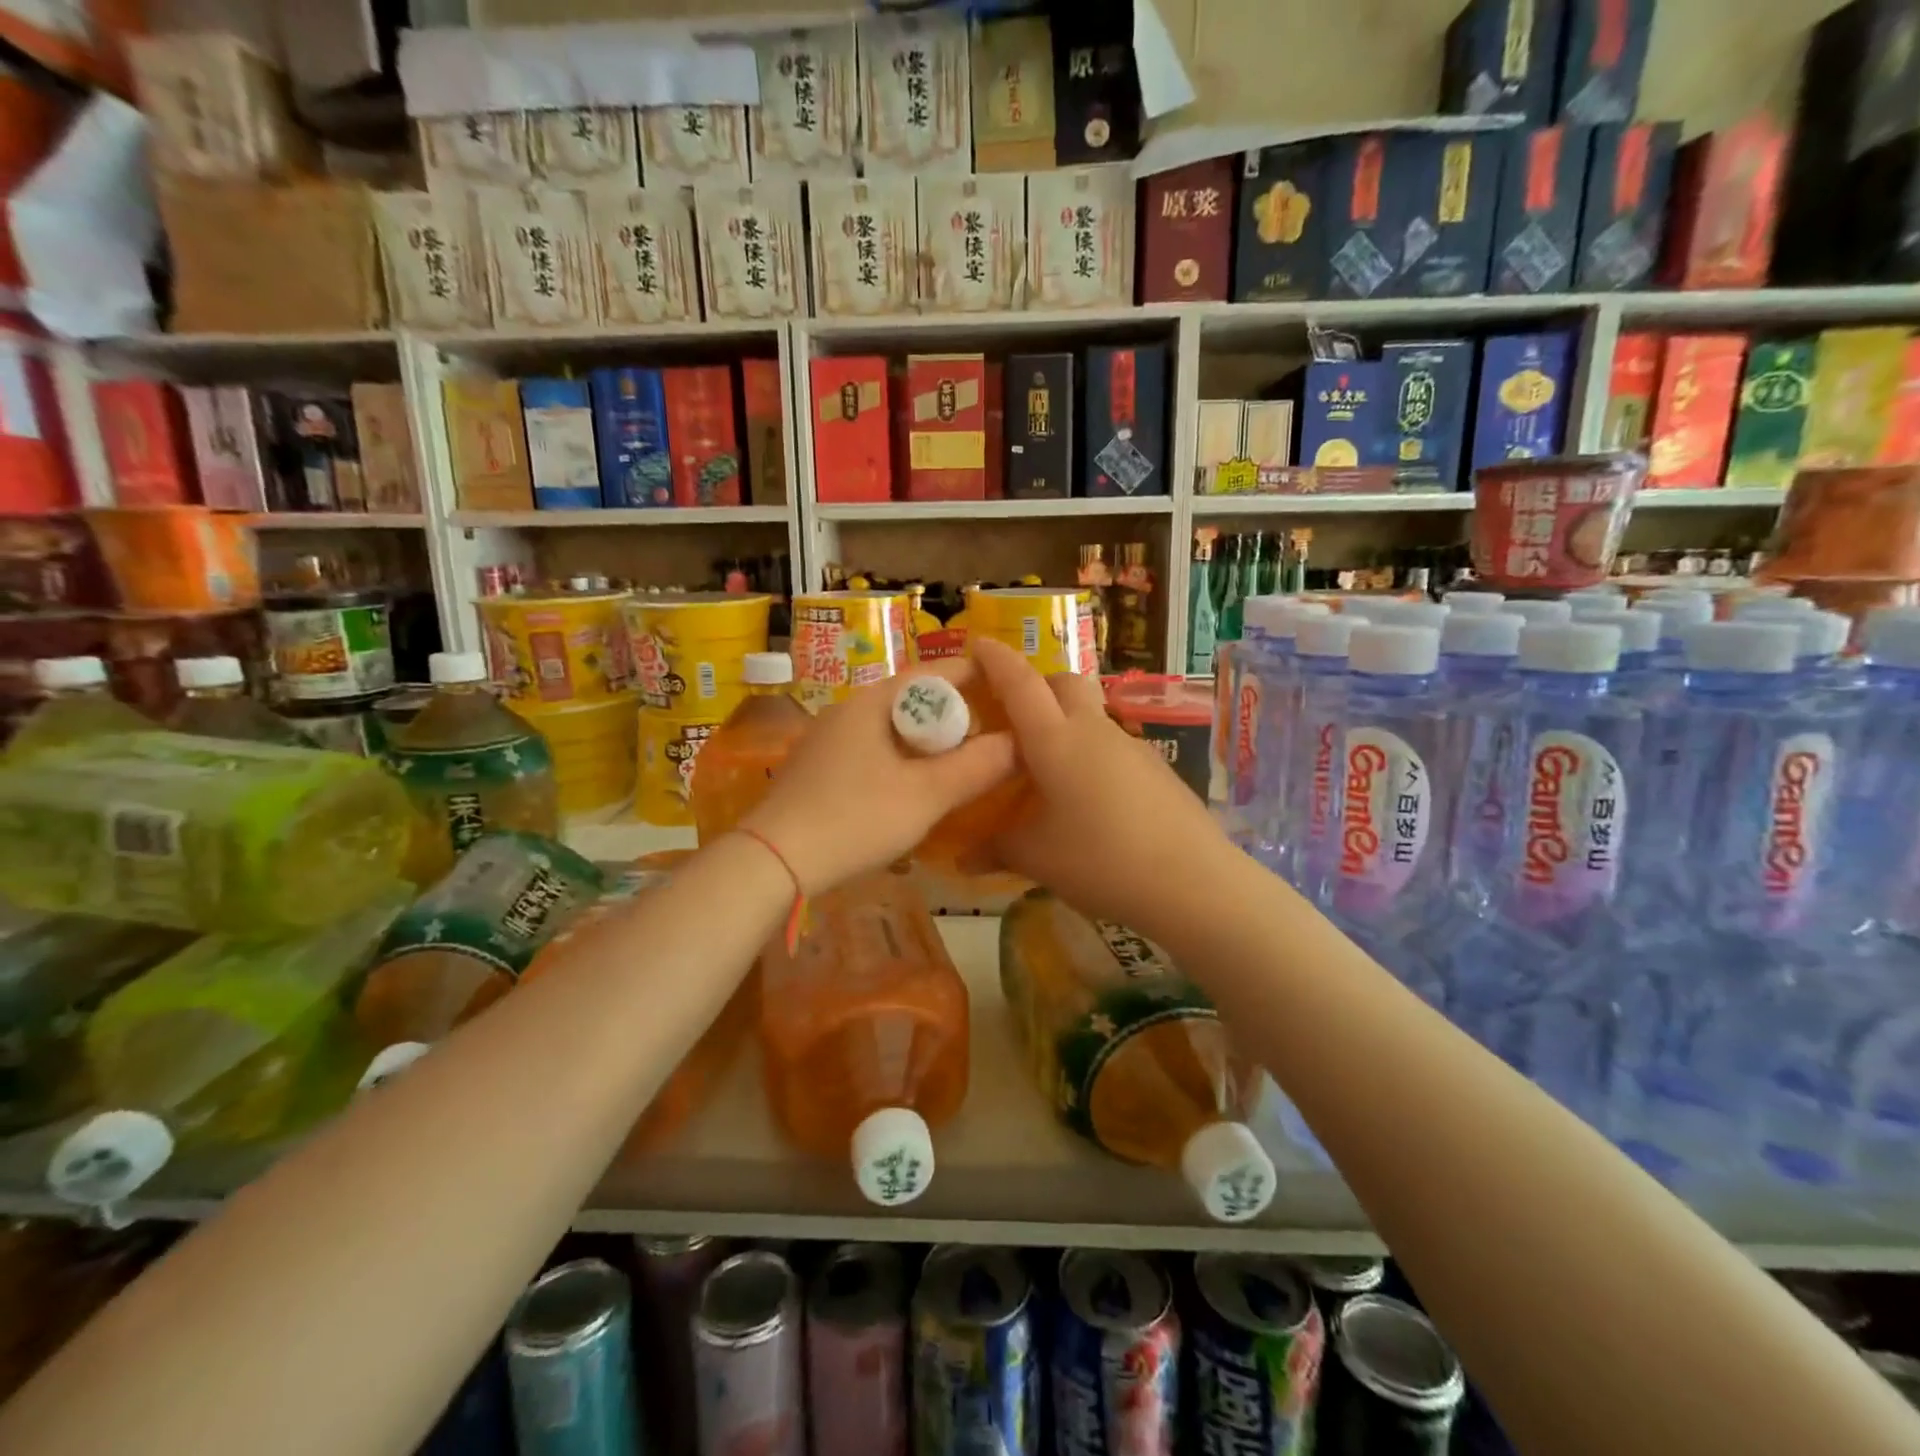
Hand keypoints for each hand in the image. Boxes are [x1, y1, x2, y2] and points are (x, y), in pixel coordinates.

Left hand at [741, 656, 1014, 896]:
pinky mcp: (817, 768)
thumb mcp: (926, 796)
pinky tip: (911, 790)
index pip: (933, 673)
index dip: (974, 677)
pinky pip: (871, 751)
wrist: (773, 861)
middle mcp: (846, 710)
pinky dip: (900, 760)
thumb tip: (1018, 744)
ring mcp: (827, 739)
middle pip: (912, 700)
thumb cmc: (854, 819)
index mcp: (872, 702)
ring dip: (927, 743)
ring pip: (891, 729)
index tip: (1008, 692)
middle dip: (952, 716)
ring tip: (957, 766)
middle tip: (987, 739)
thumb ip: (976, 768)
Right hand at [971, 638, 1231, 942]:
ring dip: (1067, 723)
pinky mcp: (1157, 769)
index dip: (996, 660)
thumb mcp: (1036, 858)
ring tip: (1049, 769)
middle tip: (1014, 714)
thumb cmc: (1100, 861)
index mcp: (1056, 741)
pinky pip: (1113, 747)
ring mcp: (1132, 747)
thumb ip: (996, 849)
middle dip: (1037, 684)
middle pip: (1065, 682)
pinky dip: (1092, 755)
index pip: (1020, 684)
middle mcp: (1094, 731)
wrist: (1193, 882)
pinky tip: (1090, 799)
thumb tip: (963, 858)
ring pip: (1092, 715)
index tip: (977, 642)